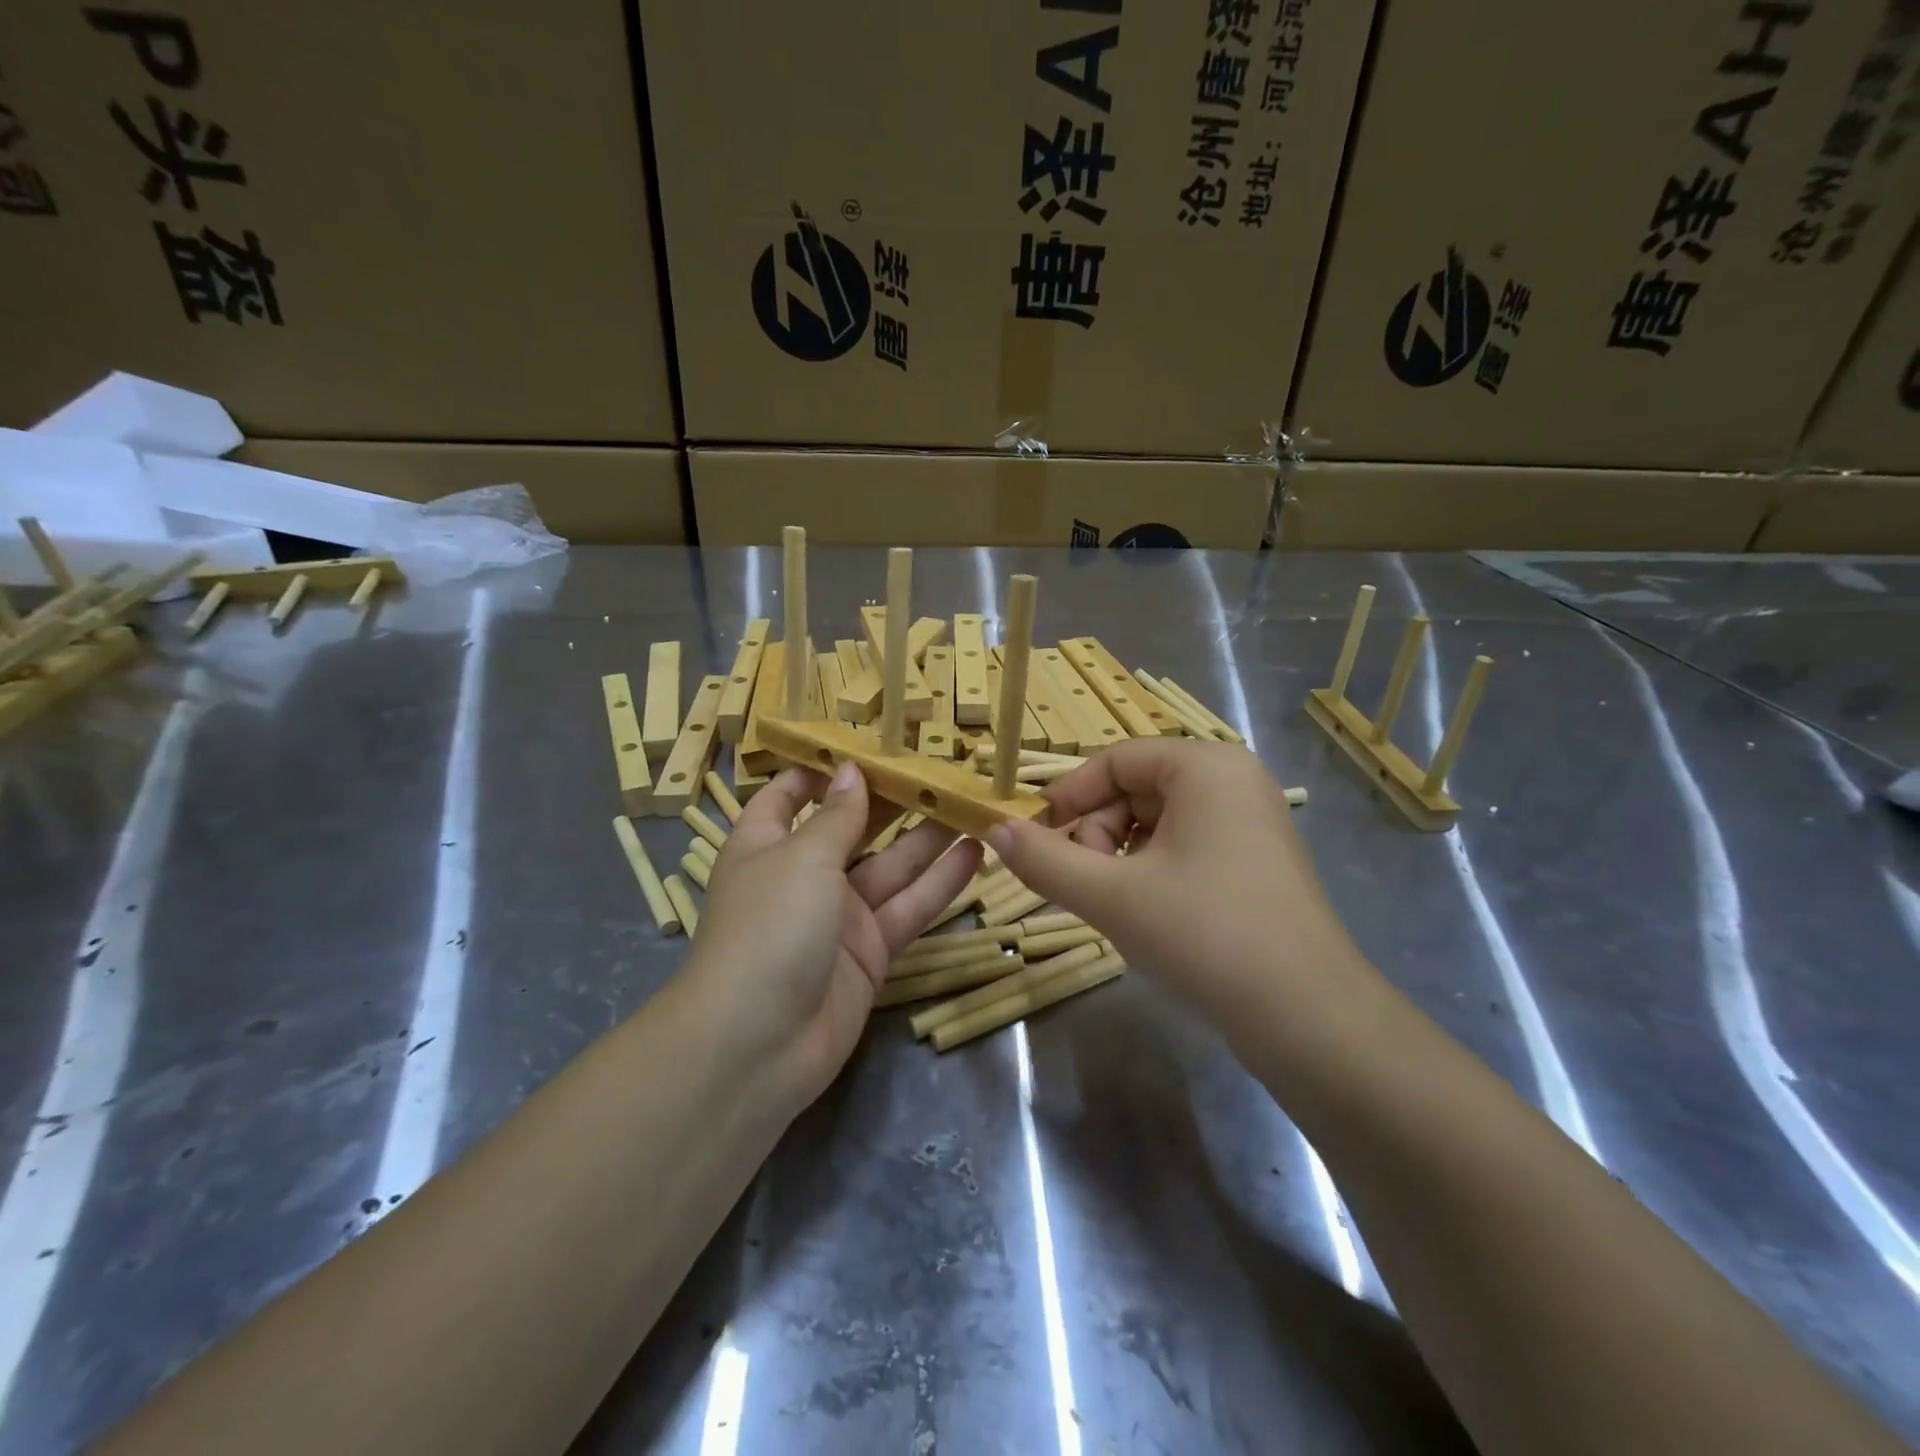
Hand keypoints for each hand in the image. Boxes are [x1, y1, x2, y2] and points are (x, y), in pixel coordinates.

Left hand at [686, 761, 982, 1107]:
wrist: (759, 1045)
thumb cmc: (769, 927)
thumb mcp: (802, 859)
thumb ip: (837, 816)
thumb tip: (851, 770)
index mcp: (767, 846)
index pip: (787, 797)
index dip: (819, 771)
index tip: (863, 744)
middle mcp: (803, 877)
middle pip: (852, 829)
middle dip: (891, 800)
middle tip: (940, 767)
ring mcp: (839, 918)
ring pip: (891, 868)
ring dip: (928, 837)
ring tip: (971, 802)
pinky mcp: (871, 953)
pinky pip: (908, 908)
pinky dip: (940, 884)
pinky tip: (975, 854)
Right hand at [988, 739, 1374, 1033]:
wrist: (1309, 1020)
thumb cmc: (1204, 935)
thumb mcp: (1110, 895)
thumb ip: (1044, 859)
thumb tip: (994, 831)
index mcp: (1205, 767)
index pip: (1114, 761)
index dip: (1067, 797)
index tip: (1034, 839)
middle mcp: (1233, 782)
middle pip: (1134, 791)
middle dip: (1096, 836)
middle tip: (1082, 886)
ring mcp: (1250, 824)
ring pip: (1156, 825)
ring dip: (1119, 860)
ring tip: (1114, 908)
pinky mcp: (1256, 865)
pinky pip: (1184, 850)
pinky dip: (1151, 874)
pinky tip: (1147, 917)